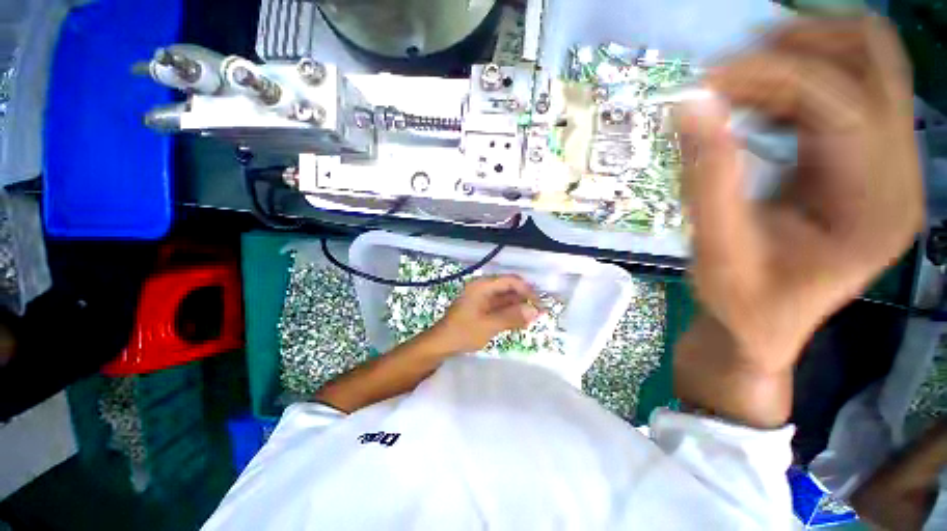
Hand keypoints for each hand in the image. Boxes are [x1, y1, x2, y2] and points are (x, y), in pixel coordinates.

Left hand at [427, 275, 539, 354]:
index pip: (510, 281)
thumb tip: (535, 311)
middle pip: (509, 288)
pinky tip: (521, 322)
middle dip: (525, 299)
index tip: (539, 303)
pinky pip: (501, 307)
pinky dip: (511, 313)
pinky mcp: (482, 308)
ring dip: (519, 307)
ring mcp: (482, 298)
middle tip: (540, 313)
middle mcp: (483, 288)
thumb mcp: (489, 325)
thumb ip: (512, 317)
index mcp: (482, 286)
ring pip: (506, 298)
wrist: (442, 344)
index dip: (527, 290)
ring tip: (533, 319)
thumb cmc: (463, 332)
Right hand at [676, 16, 921, 372]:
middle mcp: (899, 175)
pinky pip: (839, 94)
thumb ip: (708, 177)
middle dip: (801, 48)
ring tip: (730, 93)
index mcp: (875, 207)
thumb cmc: (741, 302)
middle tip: (726, 73)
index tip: (704, 82)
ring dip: (792, 64)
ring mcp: (887, 165)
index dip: (772, 77)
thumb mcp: (717, 249)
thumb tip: (689, 105)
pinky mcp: (863, 163)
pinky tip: (751, 111)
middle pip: (874, 63)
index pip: (842, 104)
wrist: (762, 325)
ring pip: (859, 68)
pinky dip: (792, 87)